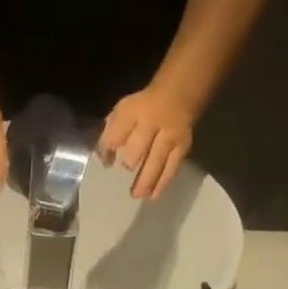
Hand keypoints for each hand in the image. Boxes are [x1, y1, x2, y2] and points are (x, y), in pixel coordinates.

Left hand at [99, 84, 196, 199]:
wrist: (181, 92)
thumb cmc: (144, 106)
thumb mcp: (123, 110)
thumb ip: (112, 132)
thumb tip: (104, 157)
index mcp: (133, 111)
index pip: (116, 134)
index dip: (108, 150)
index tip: (105, 162)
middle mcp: (153, 123)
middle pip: (138, 148)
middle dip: (129, 163)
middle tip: (125, 173)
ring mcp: (170, 135)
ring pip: (156, 161)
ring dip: (145, 180)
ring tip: (136, 195)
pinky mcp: (183, 147)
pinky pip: (172, 167)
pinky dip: (161, 183)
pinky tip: (152, 196)